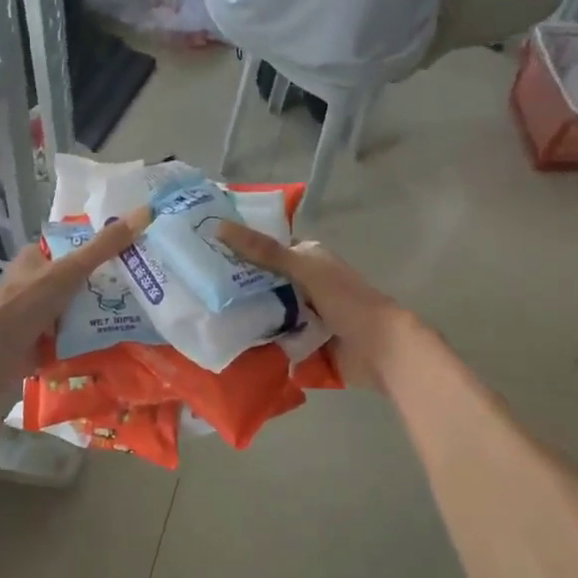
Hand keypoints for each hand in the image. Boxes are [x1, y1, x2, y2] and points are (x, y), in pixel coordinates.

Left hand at [0, 208, 149, 384]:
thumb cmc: (27, 303)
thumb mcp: (69, 270)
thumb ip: (104, 246)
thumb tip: (144, 212)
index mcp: (36, 258)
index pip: (75, 247)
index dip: (104, 249)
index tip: (136, 256)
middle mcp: (36, 284)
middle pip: (80, 281)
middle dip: (107, 288)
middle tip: (144, 291)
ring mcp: (39, 315)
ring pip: (79, 310)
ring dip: (101, 316)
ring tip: (140, 318)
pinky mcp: (42, 343)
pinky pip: (74, 338)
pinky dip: (91, 341)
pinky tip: (118, 343)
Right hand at [216, 222, 416, 389]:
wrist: (380, 350)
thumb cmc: (346, 300)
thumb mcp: (303, 269)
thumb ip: (264, 251)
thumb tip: (219, 227)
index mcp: (308, 258)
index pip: (267, 248)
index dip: (240, 248)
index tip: (205, 252)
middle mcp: (304, 283)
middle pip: (262, 282)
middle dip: (236, 286)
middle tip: (198, 289)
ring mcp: (303, 313)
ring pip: (265, 310)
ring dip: (245, 314)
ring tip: (204, 315)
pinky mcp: (302, 341)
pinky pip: (273, 336)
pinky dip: (257, 339)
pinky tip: (227, 340)